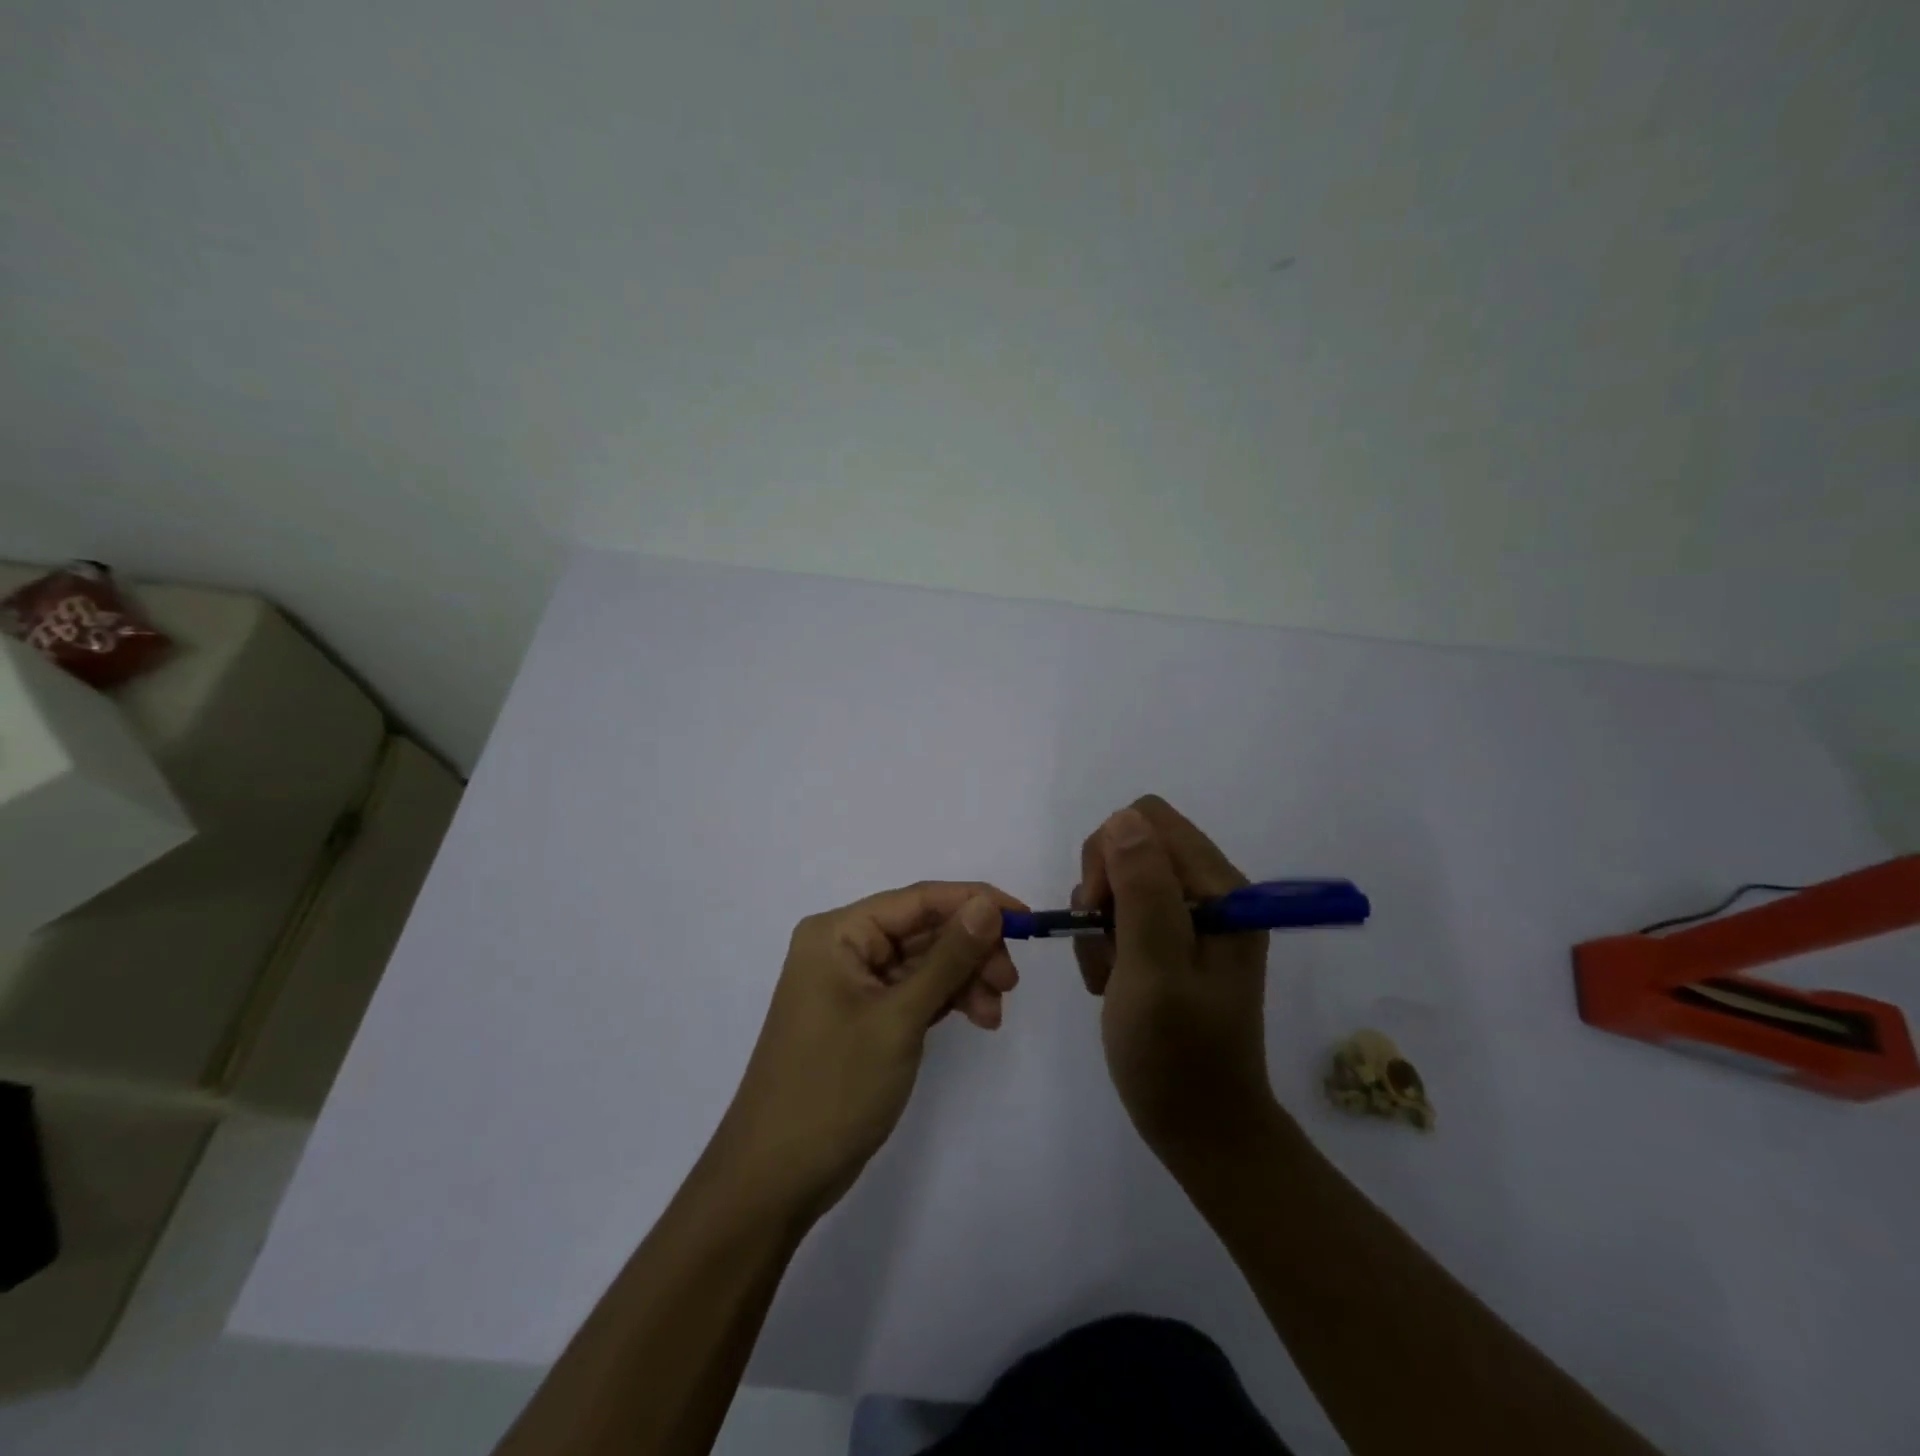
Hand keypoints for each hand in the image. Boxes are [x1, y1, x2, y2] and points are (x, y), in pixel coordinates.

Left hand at [705, 881, 1024, 1219]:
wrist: (775, 1179)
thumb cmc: (832, 1089)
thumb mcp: (898, 1019)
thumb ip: (947, 958)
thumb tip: (987, 905)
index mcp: (838, 933)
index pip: (919, 899)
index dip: (975, 902)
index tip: (1026, 921)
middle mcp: (843, 947)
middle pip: (923, 929)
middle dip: (971, 950)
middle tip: (1009, 984)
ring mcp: (852, 984)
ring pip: (923, 962)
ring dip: (964, 979)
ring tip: (993, 1014)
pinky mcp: (863, 1016)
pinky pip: (913, 991)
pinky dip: (946, 1000)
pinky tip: (976, 1018)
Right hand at [1073, 797, 1273, 1162]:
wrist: (1200, 1129)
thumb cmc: (1177, 1056)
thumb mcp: (1154, 970)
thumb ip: (1142, 891)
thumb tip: (1124, 819)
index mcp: (1222, 891)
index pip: (1150, 821)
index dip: (1111, 855)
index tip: (1100, 910)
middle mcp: (1211, 894)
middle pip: (1132, 845)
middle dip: (1102, 890)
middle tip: (1105, 946)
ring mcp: (1192, 919)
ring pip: (1119, 881)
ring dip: (1100, 924)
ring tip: (1110, 976)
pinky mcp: (1172, 942)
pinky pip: (1121, 915)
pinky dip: (1104, 944)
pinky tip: (1112, 984)